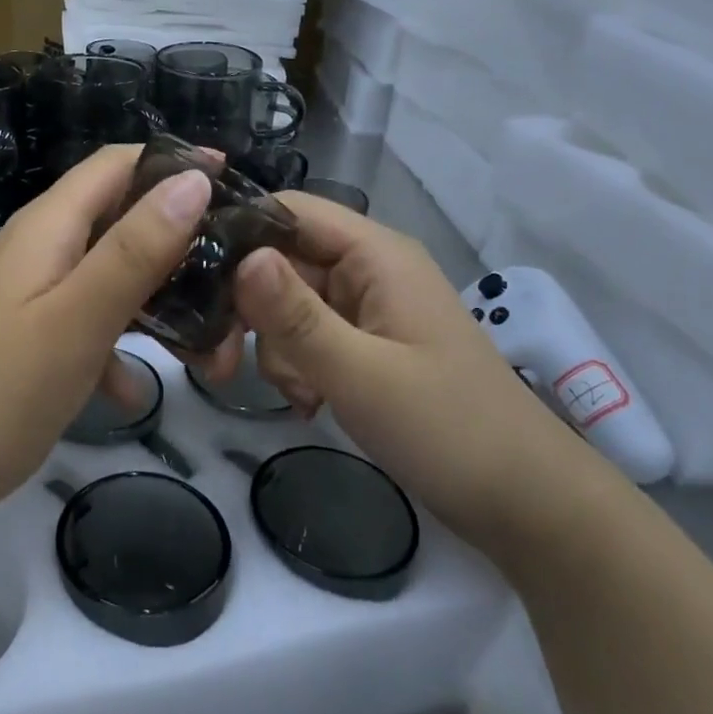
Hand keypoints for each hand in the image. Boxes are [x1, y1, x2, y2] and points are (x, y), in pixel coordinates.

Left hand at [0, 146, 213, 523]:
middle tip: (237, 272)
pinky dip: (122, 345)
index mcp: (49, 226)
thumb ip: (136, 248)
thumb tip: (193, 179)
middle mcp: (43, 248)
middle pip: (123, 218)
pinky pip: (94, 323)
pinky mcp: (36, 338)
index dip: (176, 164)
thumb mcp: (79, 316)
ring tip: (213, 336)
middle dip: (181, 239)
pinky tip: (135, 389)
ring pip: (115, 276)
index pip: (118, 164)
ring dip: (161, 298)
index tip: (239, 188)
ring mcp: (38, 295)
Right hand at [232, 193, 601, 543]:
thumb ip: (295, 316)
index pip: (289, 211)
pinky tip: (310, 404)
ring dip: (277, 348)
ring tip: (302, 396)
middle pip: (280, 262)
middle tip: (222, 362)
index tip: (189, 280)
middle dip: (250, 310)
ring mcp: (365, 310)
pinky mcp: (363, 346)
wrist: (522, 502)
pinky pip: (307, 339)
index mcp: (375, 255)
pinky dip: (297, 367)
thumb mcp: (361, 373)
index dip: (237, 234)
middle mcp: (367, 270)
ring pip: (286, 305)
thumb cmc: (448, 429)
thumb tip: (240, 257)